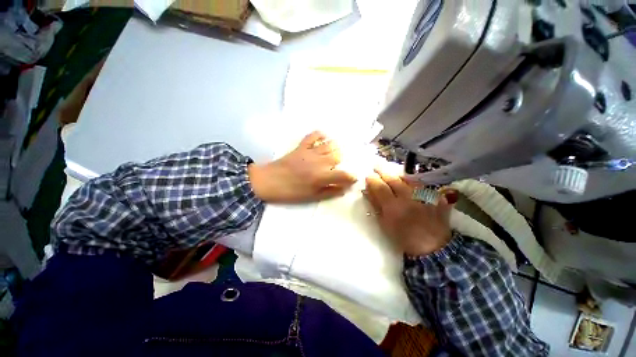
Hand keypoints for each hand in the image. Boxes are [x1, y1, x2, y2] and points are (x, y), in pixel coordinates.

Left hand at [248, 131, 356, 202]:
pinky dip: (321, 135)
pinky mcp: (301, 146)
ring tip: (333, 155)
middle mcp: (319, 162)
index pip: (344, 174)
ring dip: (335, 149)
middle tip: (337, 168)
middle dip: (342, 162)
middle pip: (339, 156)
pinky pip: (314, 135)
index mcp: (321, 177)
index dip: (351, 177)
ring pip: (330, 144)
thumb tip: (345, 189)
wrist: (268, 181)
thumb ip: (330, 192)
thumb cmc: (290, 192)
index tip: (351, 179)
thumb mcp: (311, 197)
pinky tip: (324, 139)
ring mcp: (310, 152)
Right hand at [364, 169, 456, 255]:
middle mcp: (408, 198)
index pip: (380, 187)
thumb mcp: (385, 224)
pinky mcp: (434, 196)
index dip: (372, 180)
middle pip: (393, 179)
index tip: (368, 176)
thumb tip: (367, 191)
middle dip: (383, 171)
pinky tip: (408, 180)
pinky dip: (412, 180)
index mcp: (393, 207)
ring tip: (391, 171)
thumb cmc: (403, 238)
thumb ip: (376, 205)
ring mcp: (423, 195)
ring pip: (407, 178)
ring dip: (397, 173)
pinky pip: (421, 183)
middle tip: (376, 166)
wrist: (433, 247)